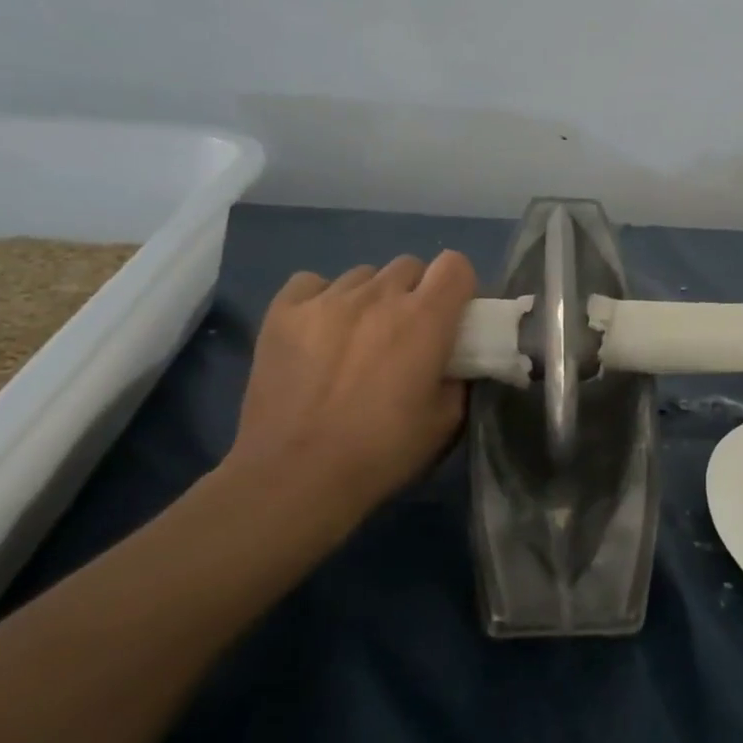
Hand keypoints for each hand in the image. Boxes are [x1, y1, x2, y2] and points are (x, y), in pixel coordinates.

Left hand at [224, 251, 476, 537]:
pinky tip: (319, 331)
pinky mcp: (283, 312)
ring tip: (358, 336)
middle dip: (415, 292)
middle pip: (409, 266)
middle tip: (407, 332)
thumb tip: (456, 360)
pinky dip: (323, 299)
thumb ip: (459, 377)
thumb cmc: (381, 451)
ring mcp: (326, 299)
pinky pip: (313, 283)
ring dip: (371, 298)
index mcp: (424, 318)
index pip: (455, 265)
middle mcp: (378, 295)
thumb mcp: (445, 421)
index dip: (459, 286)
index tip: (453, 315)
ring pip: (363, 275)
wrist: (295, 476)